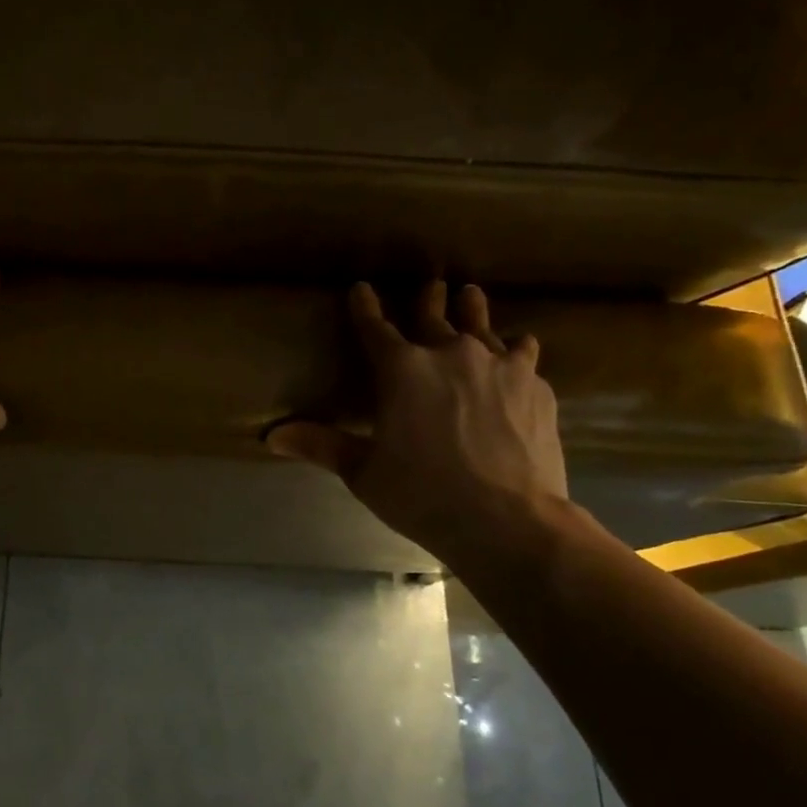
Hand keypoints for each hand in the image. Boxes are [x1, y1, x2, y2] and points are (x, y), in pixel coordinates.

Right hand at [266, 282, 567, 563]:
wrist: (509, 520)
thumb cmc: (424, 495)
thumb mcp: (363, 473)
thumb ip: (321, 446)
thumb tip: (271, 436)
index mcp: (402, 370)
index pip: (375, 328)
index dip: (365, 307)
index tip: (361, 288)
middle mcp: (451, 354)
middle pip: (435, 316)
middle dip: (429, 300)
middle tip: (432, 285)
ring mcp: (499, 366)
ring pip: (484, 326)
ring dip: (473, 310)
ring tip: (471, 296)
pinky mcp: (535, 386)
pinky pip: (523, 355)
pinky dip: (515, 351)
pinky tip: (518, 355)